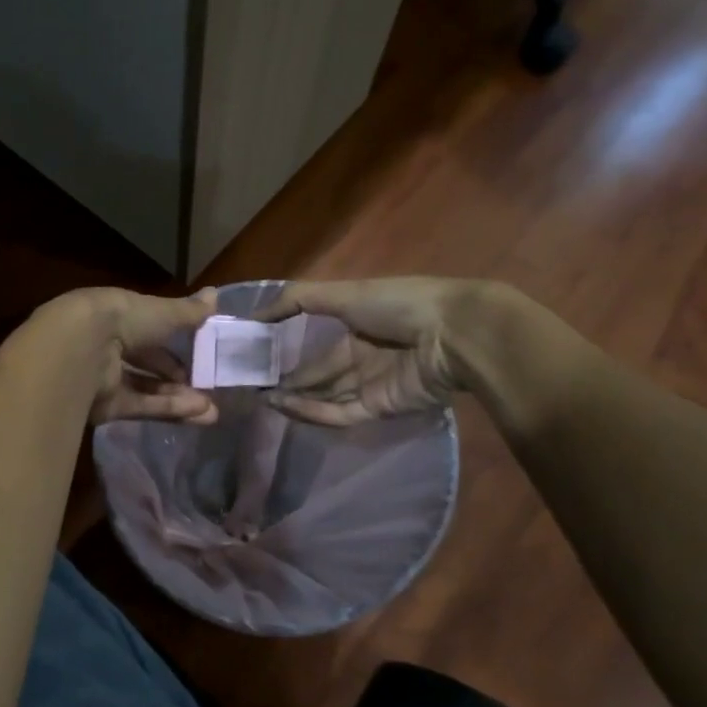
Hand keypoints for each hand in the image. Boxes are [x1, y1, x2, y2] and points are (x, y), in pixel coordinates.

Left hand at [51, 287, 219, 425]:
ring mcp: (105, 378)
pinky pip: (142, 407)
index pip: (148, 329)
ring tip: (211, 409)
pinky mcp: (105, 406)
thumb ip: (189, 311)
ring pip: (147, 389)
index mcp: (117, 317)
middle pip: (147, 363)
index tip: (199, 351)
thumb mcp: (163, 313)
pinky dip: (168, 409)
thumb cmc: (122, 320)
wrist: (80, 351)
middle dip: (177, 377)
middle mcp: (108, 346)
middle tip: (208, 386)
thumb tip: (216, 294)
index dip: (173, 340)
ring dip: (179, 398)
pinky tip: (198, 413)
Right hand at [253, 277, 499, 426]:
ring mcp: (373, 384)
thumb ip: (297, 300)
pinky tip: (288, 407)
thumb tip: (254, 314)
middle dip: (289, 380)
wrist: (452, 334)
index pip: (317, 343)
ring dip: (297, 399)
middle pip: (320, 373)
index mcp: (359, 324)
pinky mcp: (380, 408)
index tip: (257, 356)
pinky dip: (314, 413)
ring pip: (326, 397)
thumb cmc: (398, 305)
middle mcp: (365, 355)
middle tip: (254, 386)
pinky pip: (341, 413)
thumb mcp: (343, 293)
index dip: (288, 349)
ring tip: (264, 399)